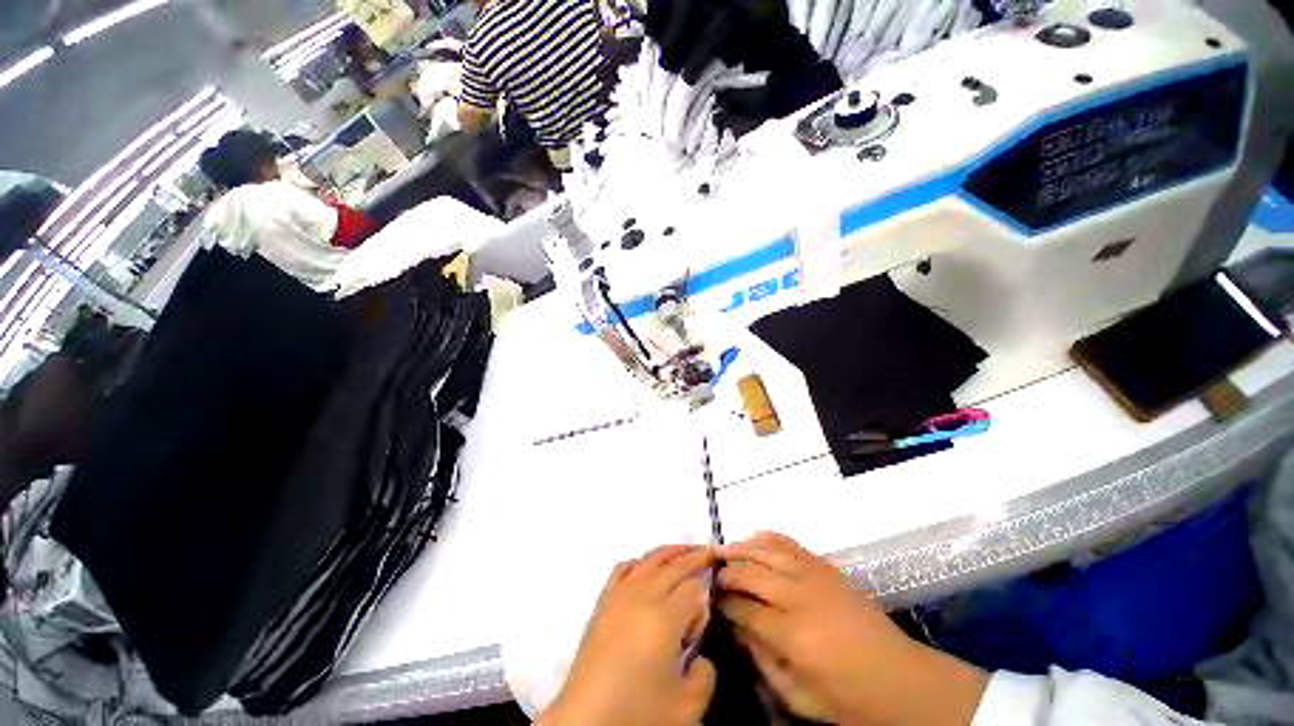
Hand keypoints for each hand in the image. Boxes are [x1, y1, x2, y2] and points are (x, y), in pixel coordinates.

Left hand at [539, 545, 717, 725]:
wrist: (585, 723)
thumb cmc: (638, 716)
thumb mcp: (686, 709)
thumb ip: (705, 675)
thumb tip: (699, 654)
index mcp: (664, 618)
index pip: (694, 588)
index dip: (705, 599)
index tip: (705, 619)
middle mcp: (642, 596)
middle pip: (674, 565)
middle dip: (695, 556)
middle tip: (711, 552)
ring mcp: (619, 595)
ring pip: (649, 559)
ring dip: (670, 552)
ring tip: (685, 549)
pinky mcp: (603, 601)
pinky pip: (624, 568)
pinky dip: (640, 562)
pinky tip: (647, 567)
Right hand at [718, 532, 987, 725]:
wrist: (901, 679)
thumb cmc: (849, 697)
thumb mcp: (801, 697)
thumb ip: (763, 661)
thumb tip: (737, 627)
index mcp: (793, 635)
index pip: (744, 608)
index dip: (724, 603)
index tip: (712, 601)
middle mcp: (800, 597)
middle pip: (750, 572)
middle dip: (727, 572)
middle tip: (713, 576)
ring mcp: (814, 576)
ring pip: (766, 550)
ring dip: (741, 548)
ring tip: (724, 552)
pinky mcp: (825, 567)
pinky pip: (789, 543)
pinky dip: (768, 537)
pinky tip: (754, 538)